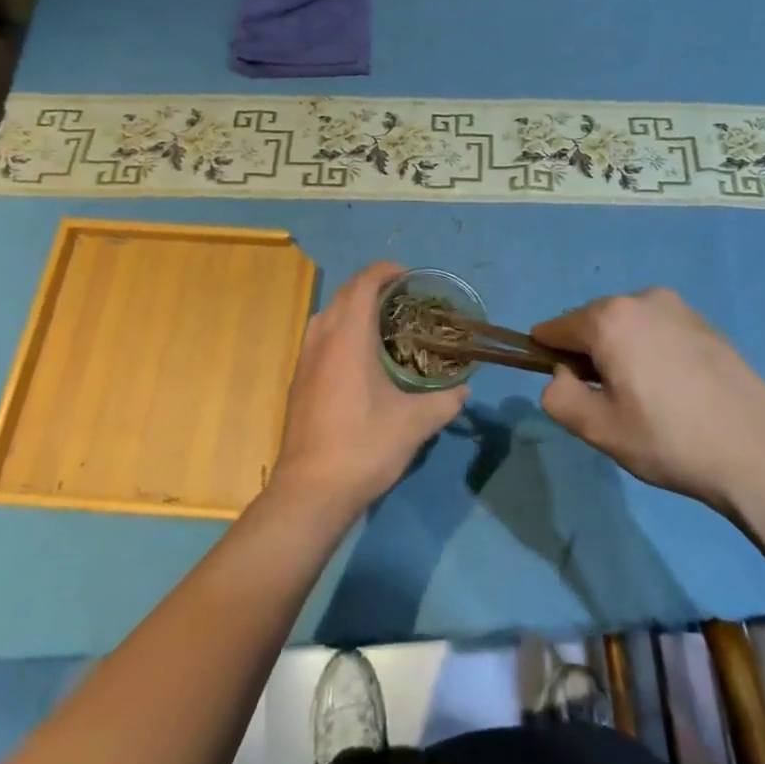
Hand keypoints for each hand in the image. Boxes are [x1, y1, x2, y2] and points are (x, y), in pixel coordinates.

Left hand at [270, 262, 469, 516]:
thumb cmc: (364, 446)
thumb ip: (444, 401)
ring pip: (328, 315)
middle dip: (372, 287)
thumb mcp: (415, 424)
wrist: (310, 491)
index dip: (385, 272)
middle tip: (403, 298)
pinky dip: (341, 329)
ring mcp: (305, 360)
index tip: (410, 276)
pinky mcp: (299, 381)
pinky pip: (320, 337)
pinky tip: (360, 356)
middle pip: (344, 294)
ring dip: (353, 307)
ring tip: (383, 322)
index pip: (363, 284)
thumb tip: (464, 389)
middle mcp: (322, 339)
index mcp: (348, 337)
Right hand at [532, 288, 764, 510]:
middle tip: (608, 402)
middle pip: (593, 322)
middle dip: (588, 354)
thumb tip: (562, 375)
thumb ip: (559, 396)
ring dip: (621, 351)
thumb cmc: (669, 440)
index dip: (547, 355)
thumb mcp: (599, 429)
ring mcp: (678, 307)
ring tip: (644, 398)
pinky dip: (651, 351)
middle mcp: (641, 298)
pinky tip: (673, 390)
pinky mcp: (705, 322)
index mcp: (610, 318)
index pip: (556, 328)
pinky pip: (658, 329)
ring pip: (627, 325)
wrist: (759, 452)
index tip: (563, 387)